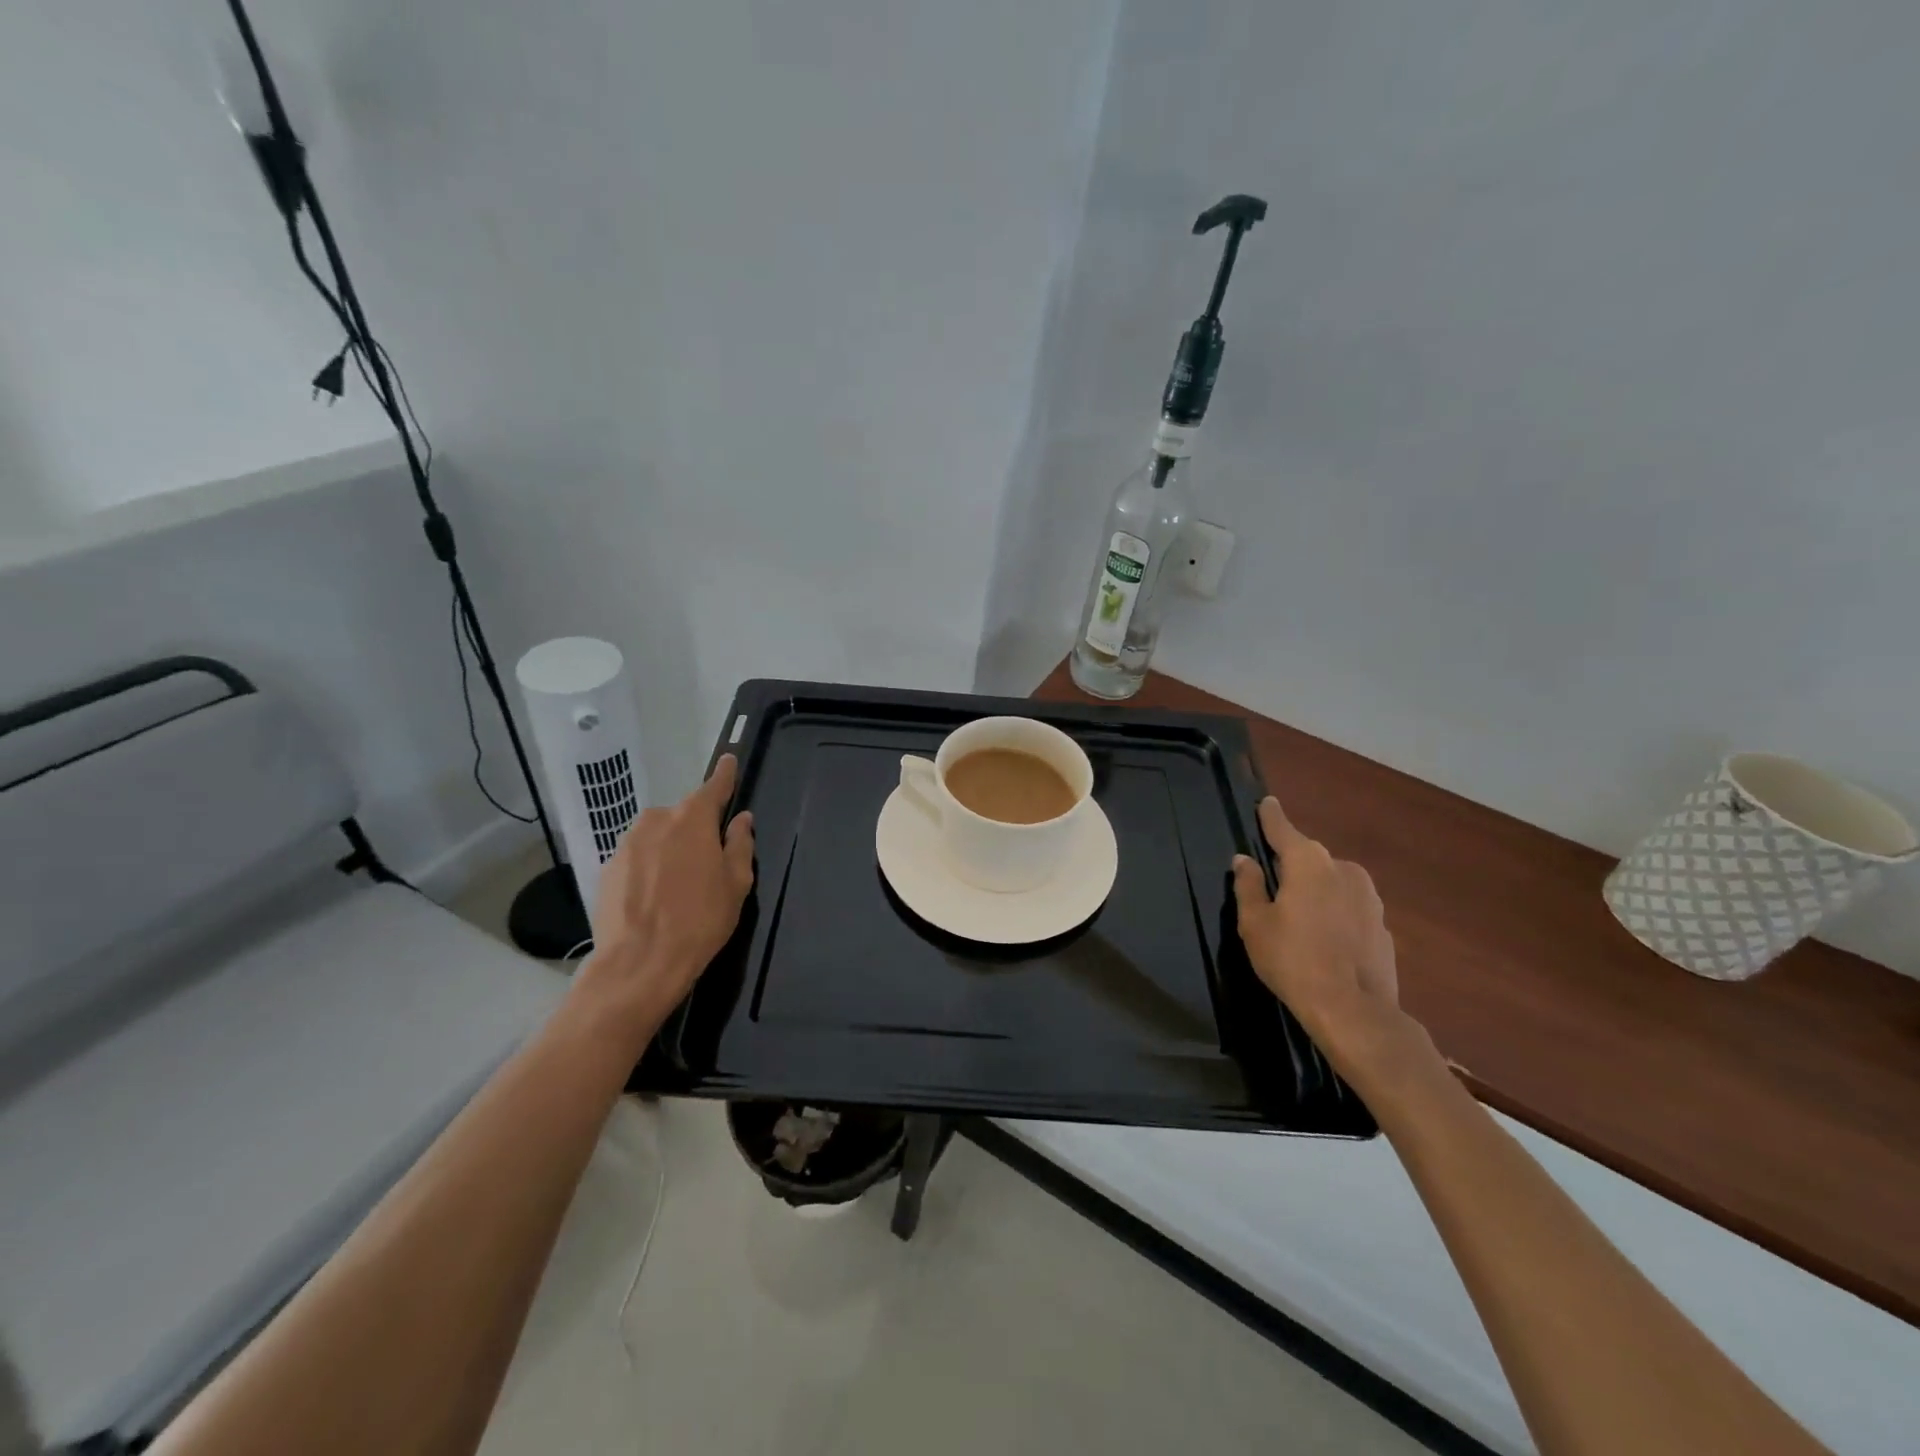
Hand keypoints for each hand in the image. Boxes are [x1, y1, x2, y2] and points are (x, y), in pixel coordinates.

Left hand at [573, 754, 755, 1042]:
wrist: (638, 964)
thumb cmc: (699, 921)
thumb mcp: (736, 884)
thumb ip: (739, 845)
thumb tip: (741, 820)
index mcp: (692, 819)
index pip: (713, 787)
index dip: (725, 776)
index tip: (729, 761)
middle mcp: (656, 820)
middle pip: (682, 816)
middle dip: (695, 831)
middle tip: (708, 863)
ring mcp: (626, 844)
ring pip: (657, 837)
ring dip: (670, 851)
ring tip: (679, 887)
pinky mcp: (607, 869)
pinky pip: (637, 859)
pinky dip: (648, 870)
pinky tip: (655, 899)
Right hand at [1232, 796, 1404, 1077]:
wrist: (1355, 1011)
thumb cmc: (1293, 960)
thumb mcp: (1255, 924)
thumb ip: (1248, 886)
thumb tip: (1243, 861)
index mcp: (1308, 862)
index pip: (1283, 829)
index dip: (1271, 816)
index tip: (1266, 803)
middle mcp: (1343, 868)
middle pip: (1308, 858)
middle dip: (1291, 867)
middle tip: (1271, 889)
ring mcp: (1369, 897)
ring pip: (1331, 883)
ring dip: (1315, 892)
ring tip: (1297, 920)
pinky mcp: (1383, 924)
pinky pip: (1349, 907)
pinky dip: (1334, 914)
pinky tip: (1324, 940)